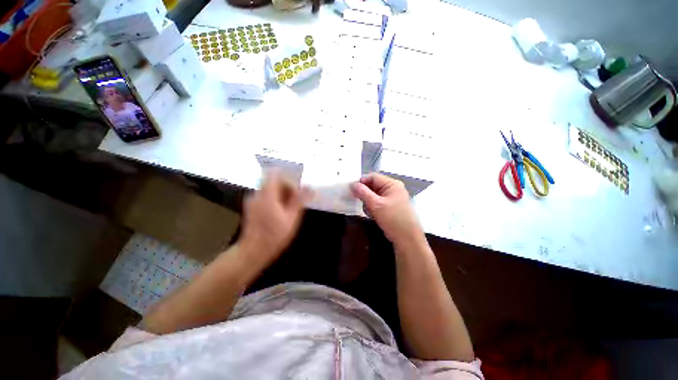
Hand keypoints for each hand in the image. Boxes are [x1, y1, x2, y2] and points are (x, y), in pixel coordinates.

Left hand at [239, 173, 309, 265]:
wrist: (253, 251)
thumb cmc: (274, 235)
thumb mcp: (291, 218)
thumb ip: (299, 200)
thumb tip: (309, 187)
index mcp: (267, 195)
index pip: (276, 174)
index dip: (288, 179)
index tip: (296, 190)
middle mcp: (258, 194)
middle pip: (273, 182)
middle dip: (286, 189)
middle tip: (295, 203)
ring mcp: (253, 200)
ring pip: (270, 190)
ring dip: (281, 195)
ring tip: (289, 210)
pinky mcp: (251, 207)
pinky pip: (265, 197)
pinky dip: (274, 200)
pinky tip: (279, 214)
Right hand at [350, 173, 424, 248]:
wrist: (407, 239)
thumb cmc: (393, 219)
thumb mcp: (376, 205)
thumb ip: (363, 193)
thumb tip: (352, 184)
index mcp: (392, 184)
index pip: (373, 177)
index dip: (361, 182)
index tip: (352, 190)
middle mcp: (392, 188)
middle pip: (373, 186)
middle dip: (365, 195)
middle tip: (362, 204)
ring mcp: (392, 198)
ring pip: (373, 195)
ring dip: (368, 203)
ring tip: (370, 212)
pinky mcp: (390, 206)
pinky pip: (377, 203)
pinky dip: (373, 208)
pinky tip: (374, 215)